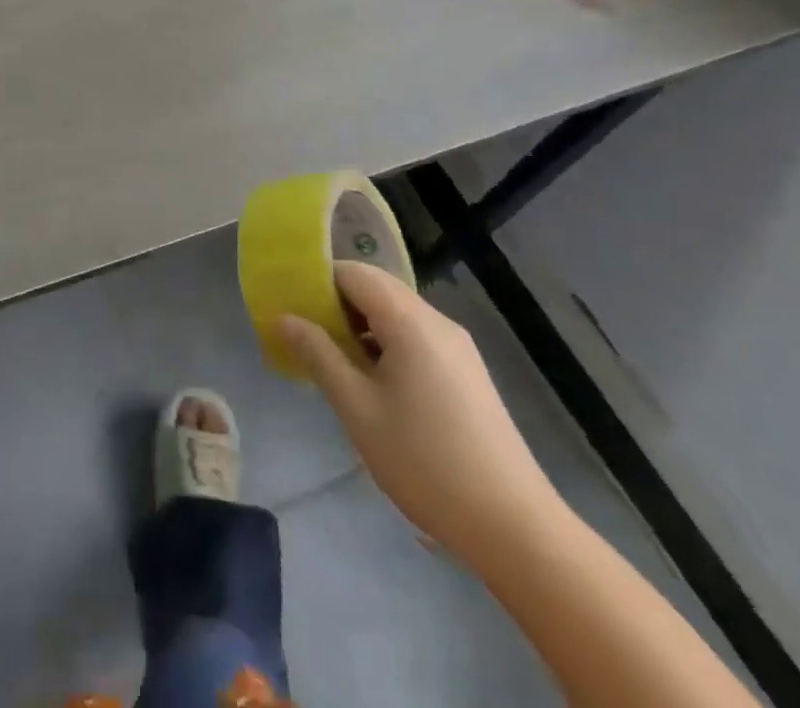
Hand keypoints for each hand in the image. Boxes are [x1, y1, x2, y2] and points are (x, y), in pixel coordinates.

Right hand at [280, 263, 564, 570]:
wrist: (514, 526)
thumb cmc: (425, 462)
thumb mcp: (357, 409)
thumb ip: (319, 355)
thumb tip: (285, 318)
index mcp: (409, 321)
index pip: (354, 273)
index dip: (318, 281)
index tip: (290, 305)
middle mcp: (437, 322)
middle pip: (377, 288)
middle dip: (337, 303)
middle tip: (306, 333)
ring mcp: (458, 347)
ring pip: (397, 314)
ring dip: (361, 325)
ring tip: (334, 360)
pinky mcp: (468, 373)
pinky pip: (416, 337)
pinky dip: (386, 343)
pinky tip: (374, 382)